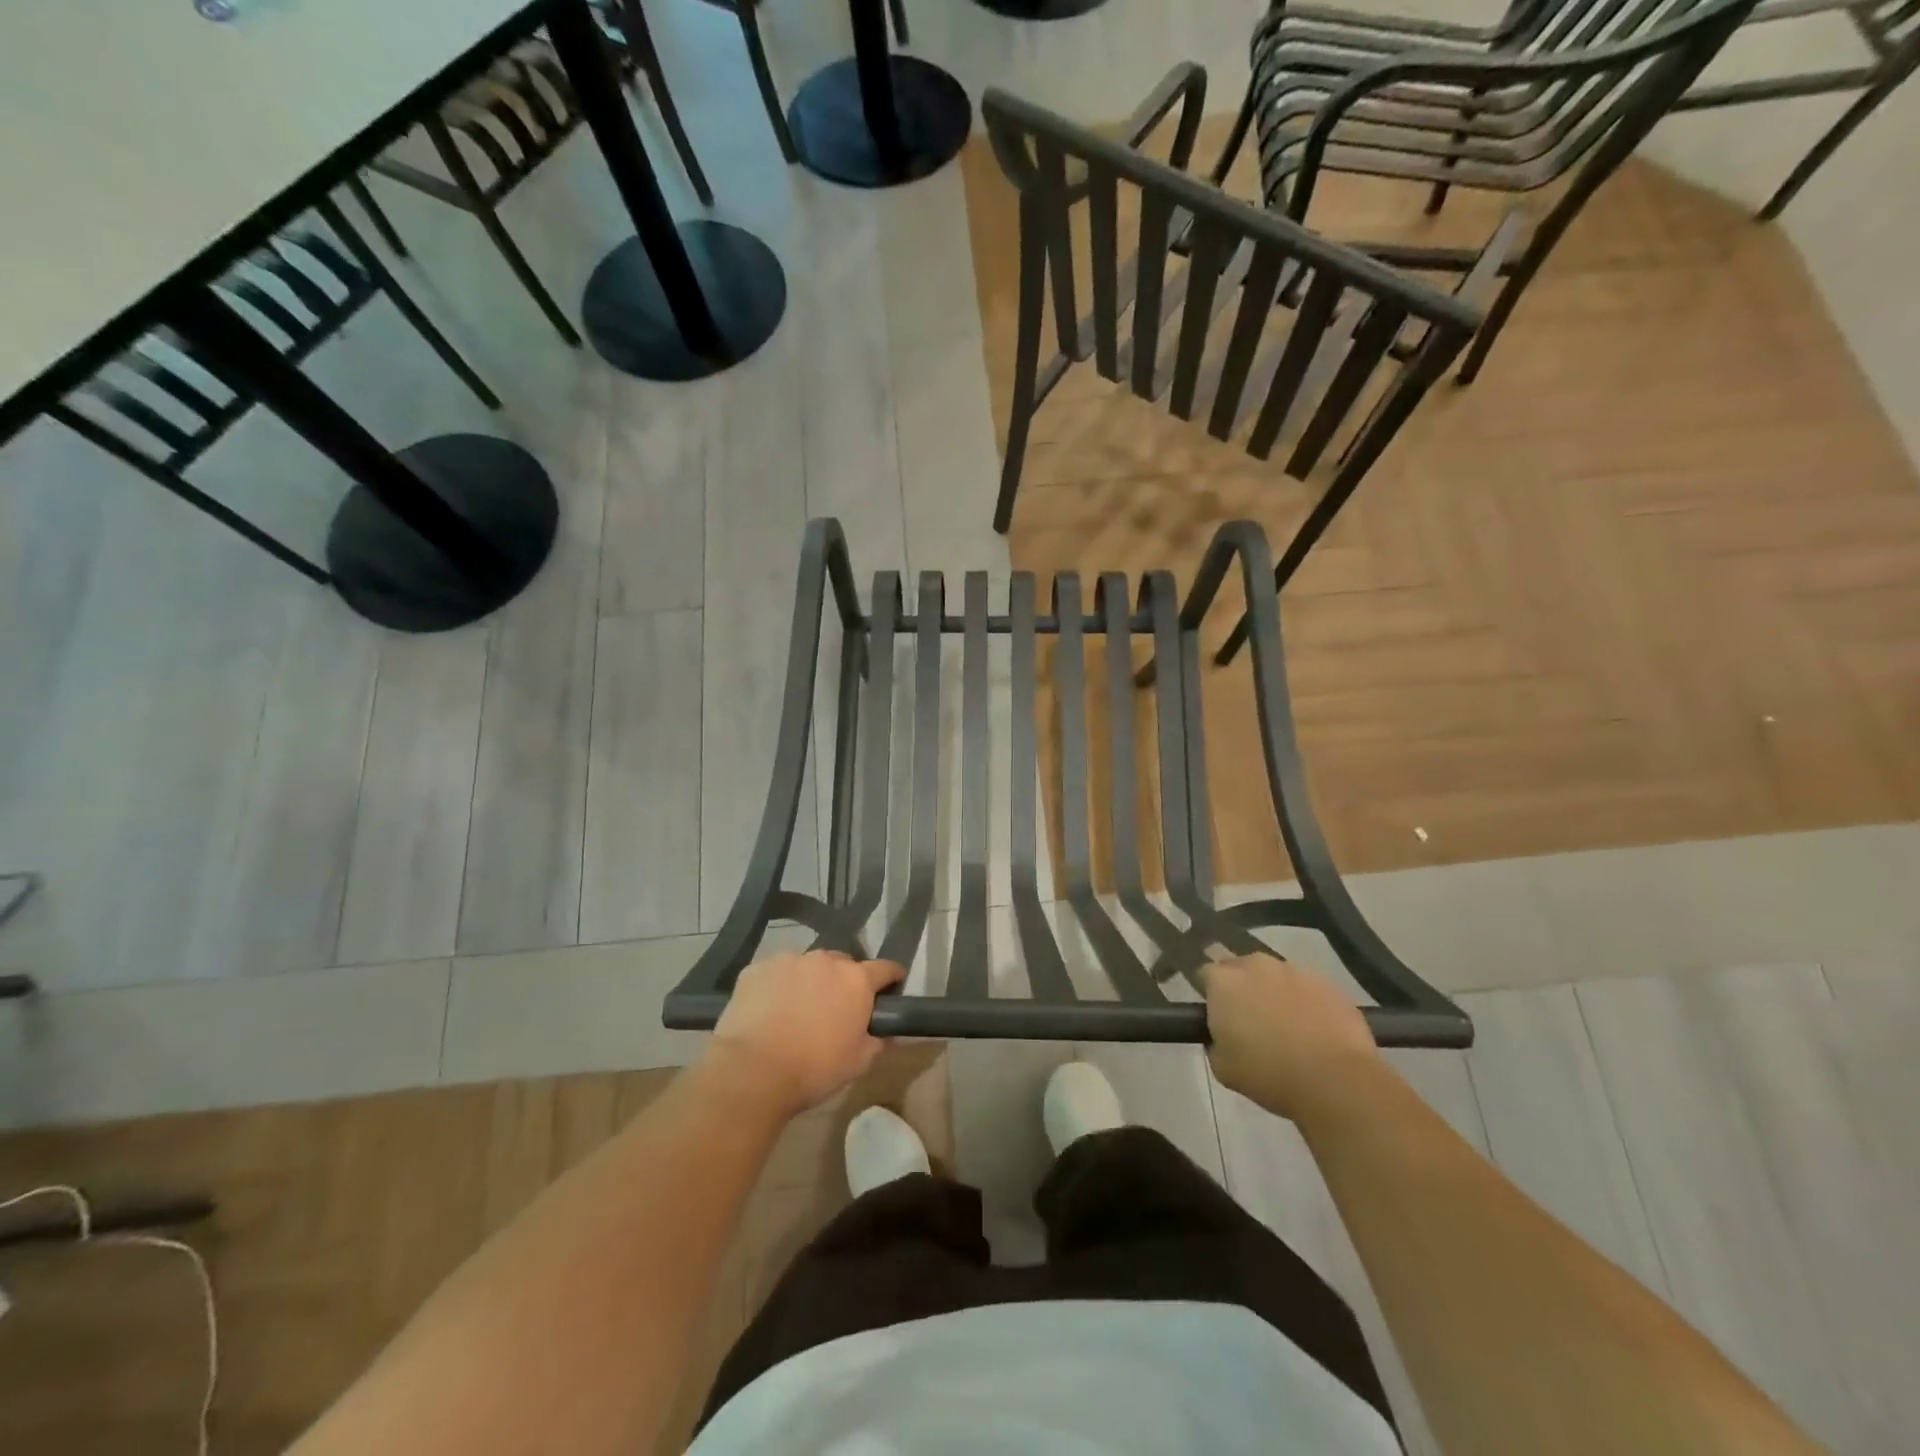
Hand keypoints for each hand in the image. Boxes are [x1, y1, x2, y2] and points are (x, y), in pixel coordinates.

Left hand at [708, 951, 903, 1117]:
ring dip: (809, 982)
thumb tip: (885, 1034)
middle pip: (843, 964)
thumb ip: (877, 1042)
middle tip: (836, 1008)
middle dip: (844, 981)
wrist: (752, 1071)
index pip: (885, 968)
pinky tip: (768, 1011)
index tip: (891, 988)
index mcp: (856, 980)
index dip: (891, 978)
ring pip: (807, 967)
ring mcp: (788, 960)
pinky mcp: (756, 969)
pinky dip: (777, 987)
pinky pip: (775, 973)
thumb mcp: (858, 1063)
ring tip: (797, 1010)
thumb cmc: (814, 1069)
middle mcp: (825, 960)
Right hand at [1204, 953, 1380, 1125]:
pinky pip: (1307, 987)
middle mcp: (1256, 965)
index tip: (1216, 1014)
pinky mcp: (1328, 983)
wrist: (1335, 1081)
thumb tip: (1222, 1036)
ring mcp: (1294, 970)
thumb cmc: (1267, 1074)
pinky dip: (1305, 1001)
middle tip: (1248, 1017)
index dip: (1210, 993)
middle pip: (1240, 966)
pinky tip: (1314, 1029)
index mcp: (1223, 981)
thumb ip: (1214, 1041)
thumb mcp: (1221, 1067)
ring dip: (1274, 991)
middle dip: (1241, 985)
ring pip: (1275, 975)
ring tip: (1285, 1024)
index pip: (1205, 974)